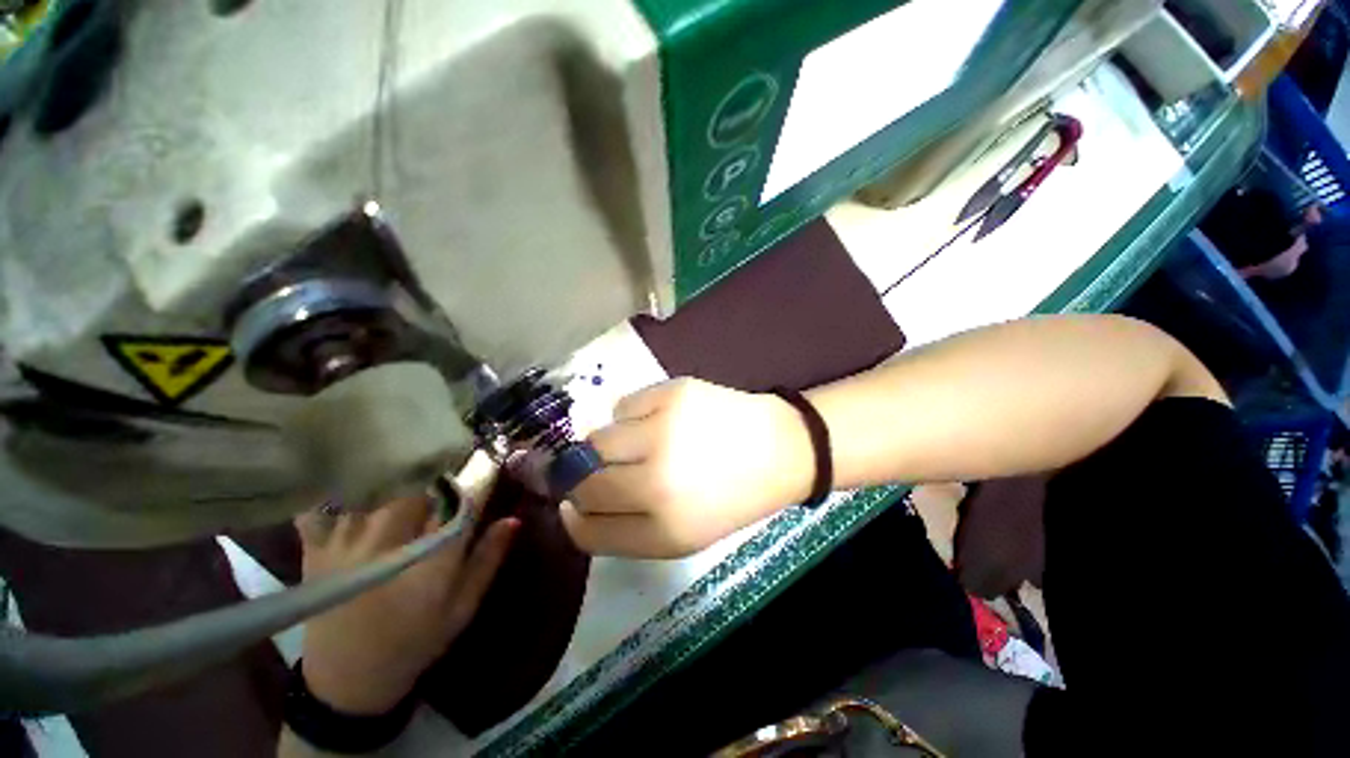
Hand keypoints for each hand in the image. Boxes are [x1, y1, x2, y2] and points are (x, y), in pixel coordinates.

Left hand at [294, 454, 517, 714]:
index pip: (462, 504)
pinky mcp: (315, 551)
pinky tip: (353, 474)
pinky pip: (321, 505)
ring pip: (372, 487)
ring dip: (394, 465)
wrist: (347, 682)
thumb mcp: (462, 608)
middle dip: (436, 461)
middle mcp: (386, 547)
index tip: (492, 452)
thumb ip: (487, 560)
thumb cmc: (415, 642)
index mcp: (429, 564)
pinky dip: (337, 485)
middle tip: (451, 446)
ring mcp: (344, 546)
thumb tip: (513, 518)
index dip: (480, 473)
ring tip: (410, 448)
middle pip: (413, 484)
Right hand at [562, 378, 812, 557]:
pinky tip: (659, 420)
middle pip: (582, 481)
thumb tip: (571, 506)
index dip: (574, 516)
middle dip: (583, 478)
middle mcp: (658, 482)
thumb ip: (623, 530)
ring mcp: (663, 430)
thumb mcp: (681, 536)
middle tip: (608, 469)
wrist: (777, 448)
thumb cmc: (730, 497)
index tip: (574, 503)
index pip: (587, 530)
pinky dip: (630, 416)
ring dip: (607, 445)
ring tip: (639, 443)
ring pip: (595, 438)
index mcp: (665, 530)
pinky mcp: (671, 392)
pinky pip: (621, 405)